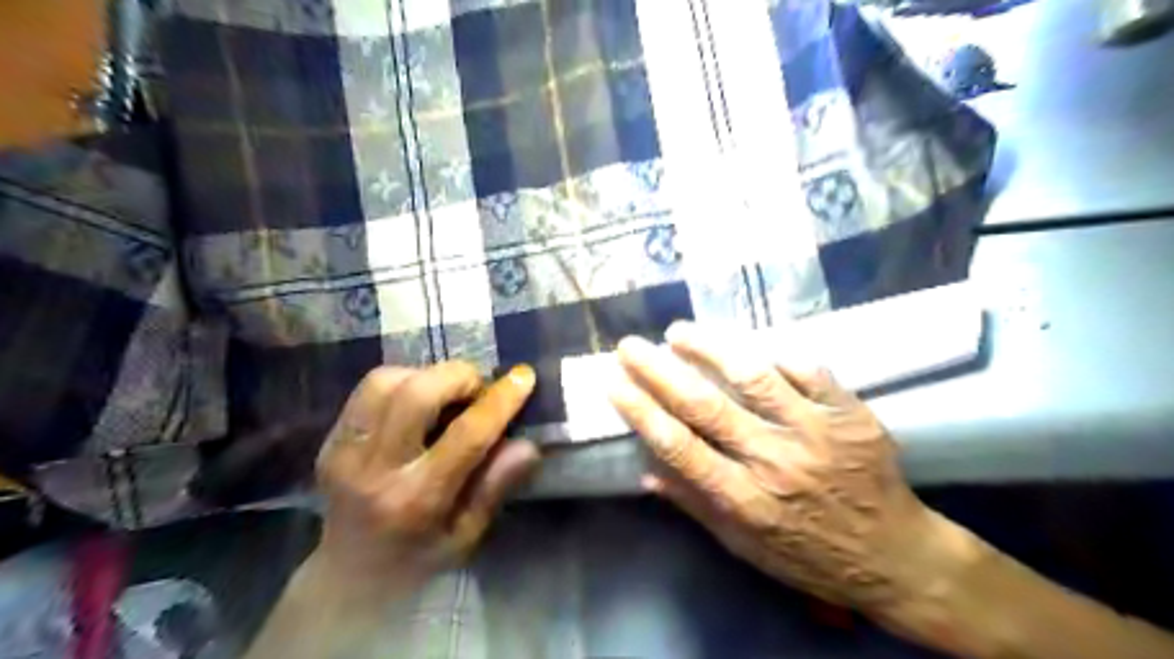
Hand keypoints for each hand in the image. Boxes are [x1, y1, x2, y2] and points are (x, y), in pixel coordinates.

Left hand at [303, 363, 536, 600]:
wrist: (348, 579)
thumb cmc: (420, 561)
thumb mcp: (468, 536)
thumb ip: (496, 487)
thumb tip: (528, 444)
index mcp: (417, 500)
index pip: (466, 436)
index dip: (499, 401)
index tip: (523, 377)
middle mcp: (375, 470)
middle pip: (417, 394)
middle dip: (459, 377)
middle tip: (478, 389)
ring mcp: (345, 452)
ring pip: (387, 382)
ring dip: (428, 375)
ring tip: (447, 394)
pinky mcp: (330, 441)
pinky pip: (368, 390)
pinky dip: (401, 381)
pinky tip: (417, 400)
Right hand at [610, 325, 957, 612]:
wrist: (895, 555)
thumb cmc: (809, 555)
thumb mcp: (744, 546)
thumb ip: (695, 506)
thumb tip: (647, 473)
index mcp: (744, 499)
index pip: (678, 445)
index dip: (641, 410)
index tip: (614, 383)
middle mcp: (774, 460)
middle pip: (704, 405)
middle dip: (658, 370)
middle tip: (630, 345)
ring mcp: (815, 432)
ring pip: (753, 376)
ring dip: (709, 347)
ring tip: (679, 332)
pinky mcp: (850, 414)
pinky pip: (807, 371)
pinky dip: (776, 356)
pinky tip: (754, 350)